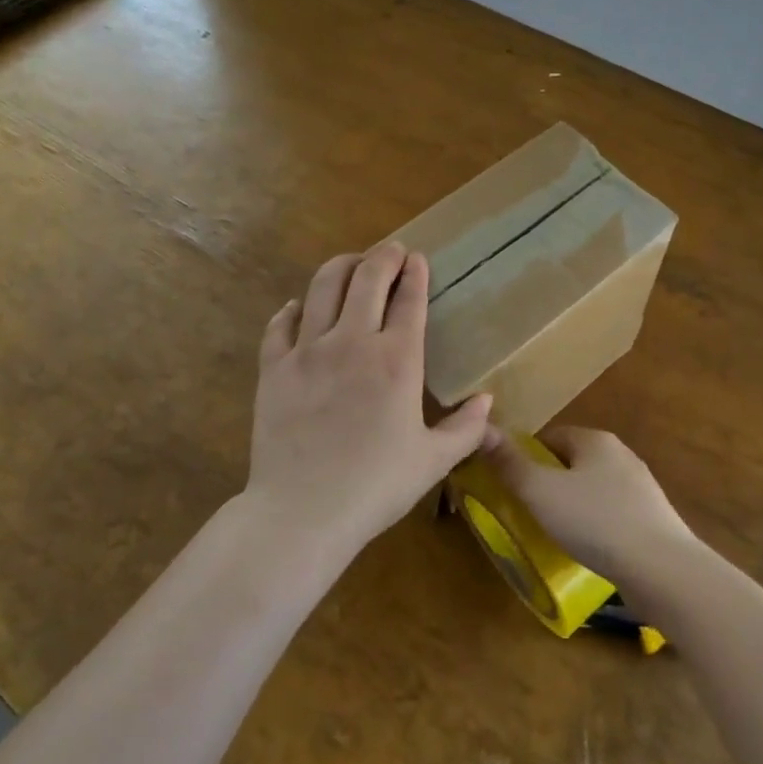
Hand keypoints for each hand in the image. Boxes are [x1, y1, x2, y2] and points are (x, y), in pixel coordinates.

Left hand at [247, 241, 492, 557]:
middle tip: (391, 251)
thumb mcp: (432, 462)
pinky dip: (293, 308)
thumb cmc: (375, 487)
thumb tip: (488, 400)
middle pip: (367, 277)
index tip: (418, 259)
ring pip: (323, 287)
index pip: (409, 299)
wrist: (301, 512)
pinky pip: (280, 323)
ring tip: (351, 265)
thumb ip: (465, 428)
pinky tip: (299, 307)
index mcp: (396, 359)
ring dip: (341, 267)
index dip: (415, 273)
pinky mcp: (274, 367)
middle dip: (383, 256)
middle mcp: (352, 341)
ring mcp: (308, 350)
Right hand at [480, 426, 696, 589]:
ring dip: (574, 506)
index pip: (551, 437)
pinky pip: (613, 513)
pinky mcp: (653, 518)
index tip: (512, 486)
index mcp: (595, 439)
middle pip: (573, 462)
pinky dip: (596, 525)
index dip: (527, 458)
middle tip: (529, 513)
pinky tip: (589, 550)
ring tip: (556, 535)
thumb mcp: (541, 492)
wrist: (663, 569)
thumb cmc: (596, 522)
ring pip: (594, 488)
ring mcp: (641, 487)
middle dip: (550, 483)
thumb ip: (510, 463)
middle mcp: (621, 454)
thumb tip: (483, 429)